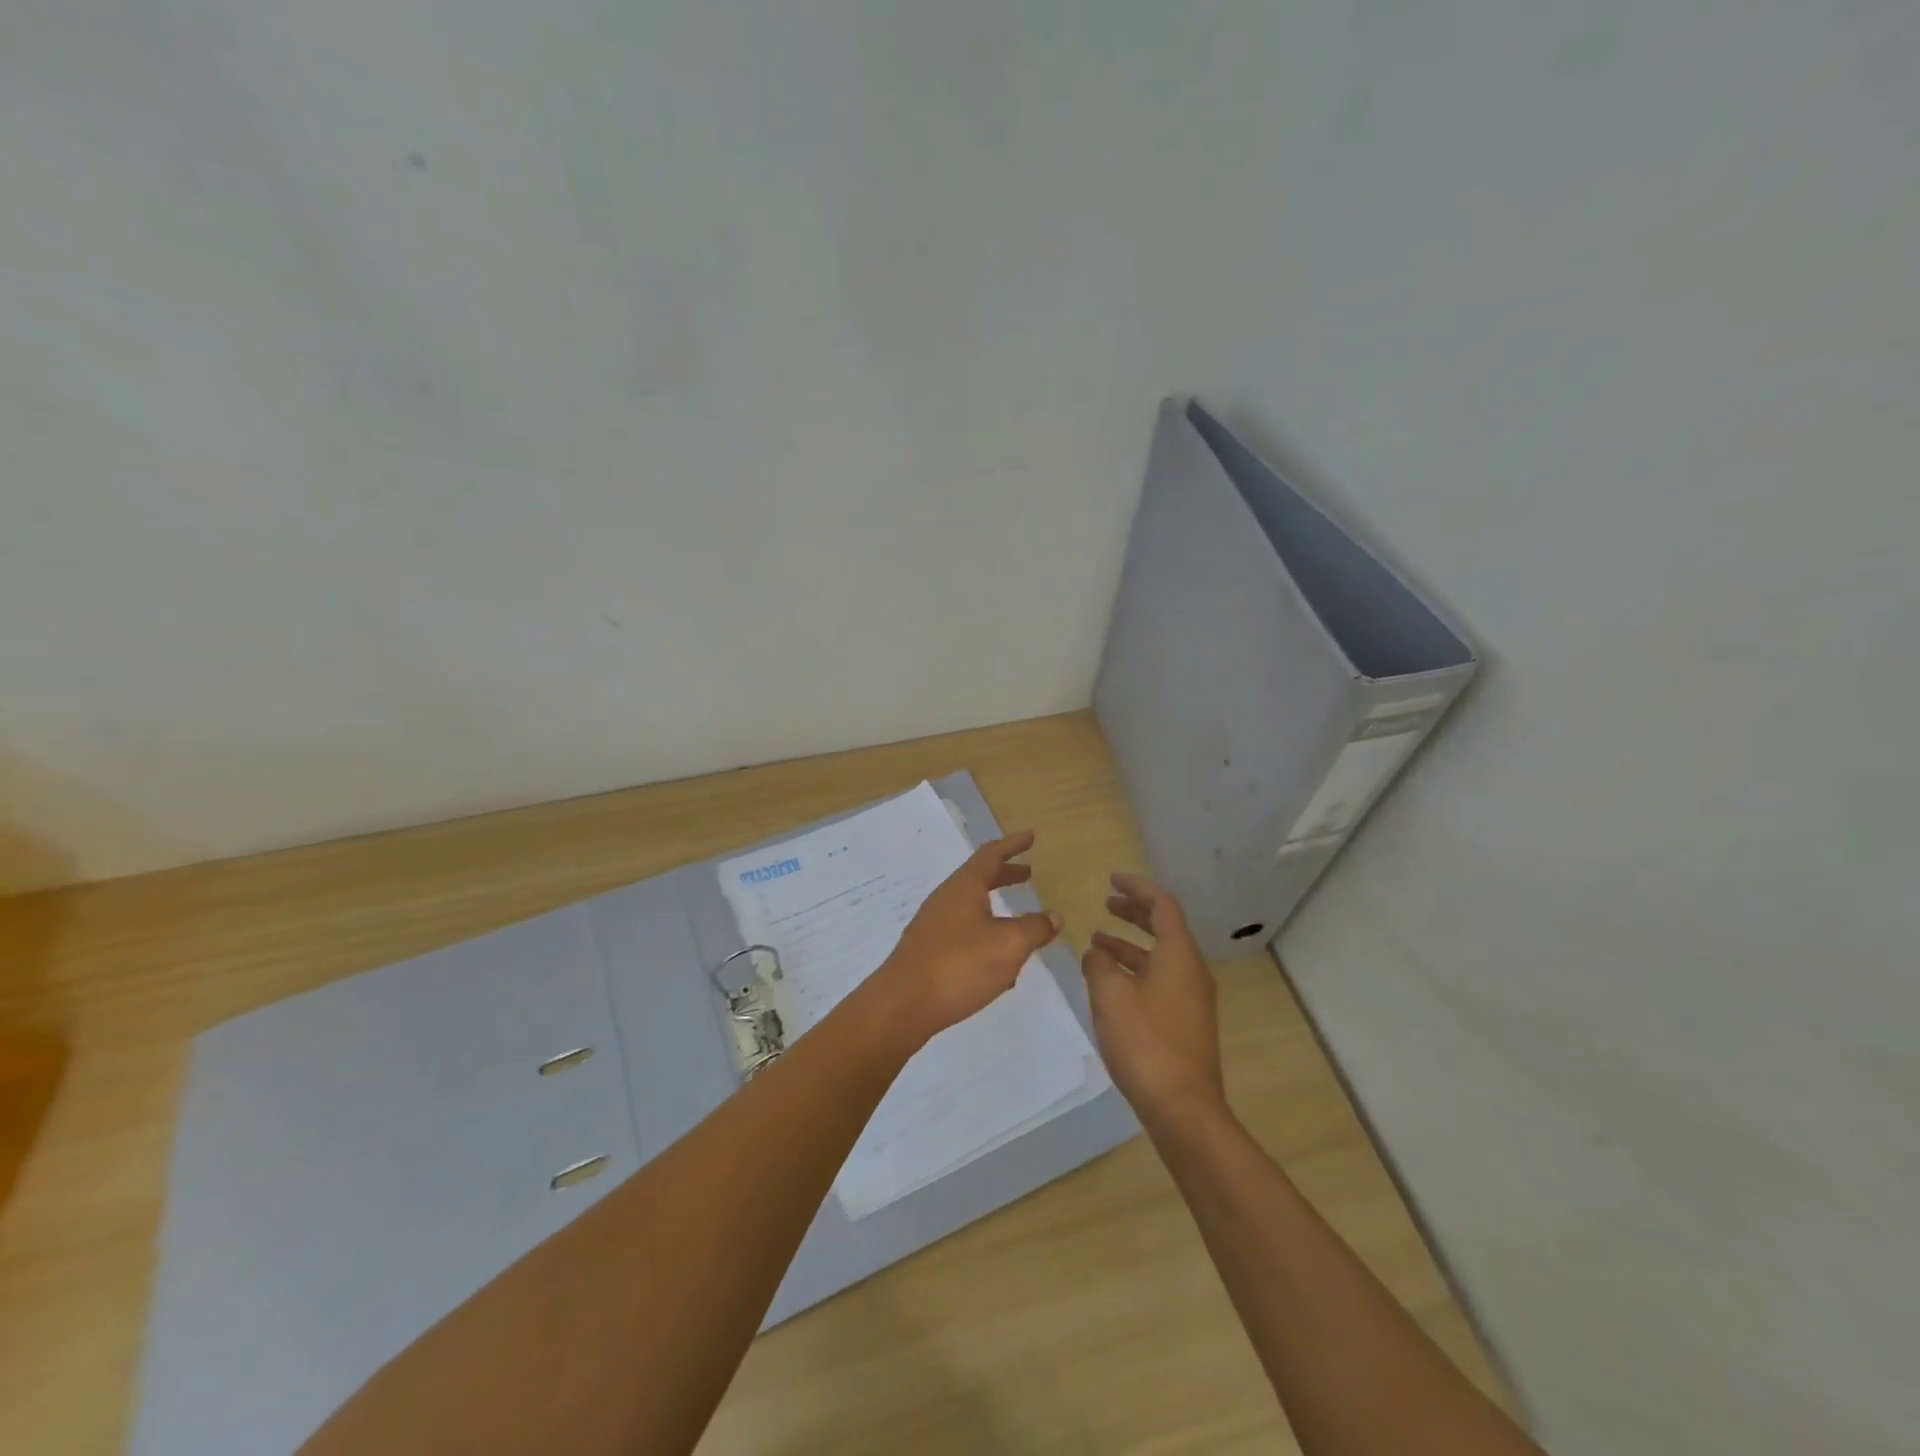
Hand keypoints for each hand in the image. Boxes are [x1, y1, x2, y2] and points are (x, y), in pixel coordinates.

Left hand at [870, 832, 1061, 1045]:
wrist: (902, 1005)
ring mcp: (933, 926)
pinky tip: (1000, 967)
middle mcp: (946, 899)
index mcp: (964, 887)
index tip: (1030, 836)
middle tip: (1027, 874)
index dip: (1012, 844)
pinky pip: (963, 934)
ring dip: (996, 908)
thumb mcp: (1009, 946)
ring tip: (1020, 923)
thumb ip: (1034, 928)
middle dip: (1005, 875)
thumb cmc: (959, 965)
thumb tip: (1054, 917)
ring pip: (971, 908)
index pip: (991, 854)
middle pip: (978, 878)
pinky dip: (985, 936)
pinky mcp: (928, 952)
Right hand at [1081, 873, 1224, 1123]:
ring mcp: (1192, 998)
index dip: (1136, 887)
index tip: (1112, 879)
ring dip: (1130, 944)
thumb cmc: (1145, 1042)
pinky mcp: (1185, 1022)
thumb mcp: (1110, 995)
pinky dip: (1135, 970)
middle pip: (1164, 928)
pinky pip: (1160, 979)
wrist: (1182, 1108)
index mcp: (1179, 955)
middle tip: (1107, 903)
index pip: (1161, 905)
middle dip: (1134, 912)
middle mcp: (1191, 970)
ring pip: (1160, 957)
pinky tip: (1110, 983)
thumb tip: (1097, 952)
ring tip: (1098, 941)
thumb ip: (1099, 964)